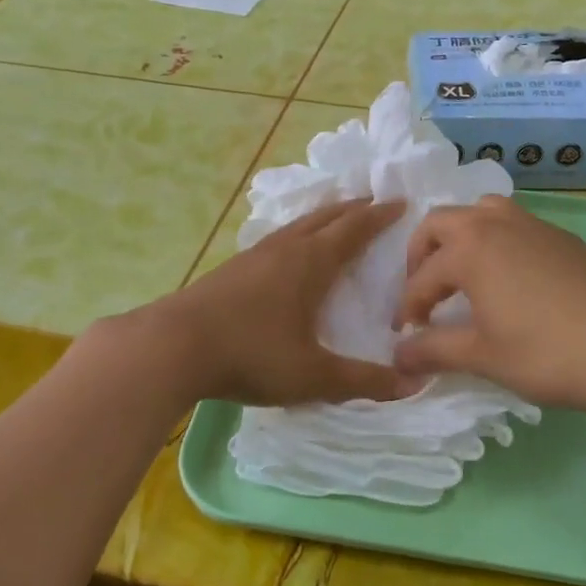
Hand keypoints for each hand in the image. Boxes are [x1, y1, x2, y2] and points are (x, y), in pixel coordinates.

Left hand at [147, 198, 416, 406]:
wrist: (172, 346)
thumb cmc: (252, 355)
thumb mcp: (313, 375)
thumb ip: (363, 381)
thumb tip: (413, 384)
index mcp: (311, 263)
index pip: (354, 229)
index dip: (379, 216)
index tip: (401, 203)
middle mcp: (285, 249)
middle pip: (325, 217)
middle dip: (353, 208)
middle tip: (373, 201)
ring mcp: (254, 255)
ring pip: (297, 225)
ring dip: (323, 217)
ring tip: (335, 218)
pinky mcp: (231, 268)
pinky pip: (276, 238)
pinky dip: (296, 233)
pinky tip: (287, 251)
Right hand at [393, 195, 585, 416]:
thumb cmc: (547, 354)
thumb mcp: (483, 356)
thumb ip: (433, 351)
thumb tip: (397, 356)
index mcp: (470, 248)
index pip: (422, 277)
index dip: (407, 307)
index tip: (404, 335)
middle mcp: (496, 223)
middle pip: (441, 223)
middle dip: (422, 255)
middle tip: (424, 293)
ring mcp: (533, 224)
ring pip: (480, 212)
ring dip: (459, 237)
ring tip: (462, 274)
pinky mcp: (562, 236)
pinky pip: (513, 224)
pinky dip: (494, 241)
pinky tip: (508, 279)